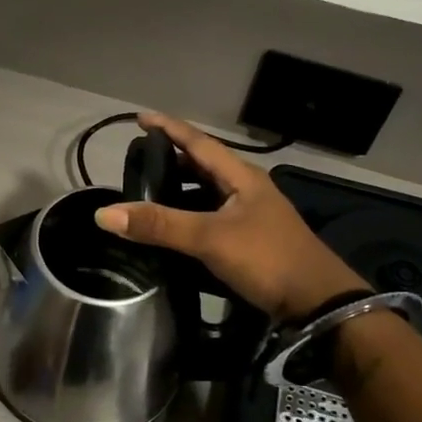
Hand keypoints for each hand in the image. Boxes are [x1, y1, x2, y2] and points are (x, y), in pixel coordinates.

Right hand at [95, 112, 368, 321]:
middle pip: (204, 165)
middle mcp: (246, 190)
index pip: (199, 142)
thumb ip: (160, 225)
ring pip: (207, 192)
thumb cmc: (267, 259)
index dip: (169, 128)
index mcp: (241, 177)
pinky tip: (173, 229)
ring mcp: (250, 216)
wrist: (317, 303)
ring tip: (148, 193)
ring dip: (180, 189)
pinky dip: (189, 215)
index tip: (139, 118)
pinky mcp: (250, 240)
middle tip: (139, 160)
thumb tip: (104, 213)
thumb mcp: (210, 238)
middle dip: (172, 159)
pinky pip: (211, 217)